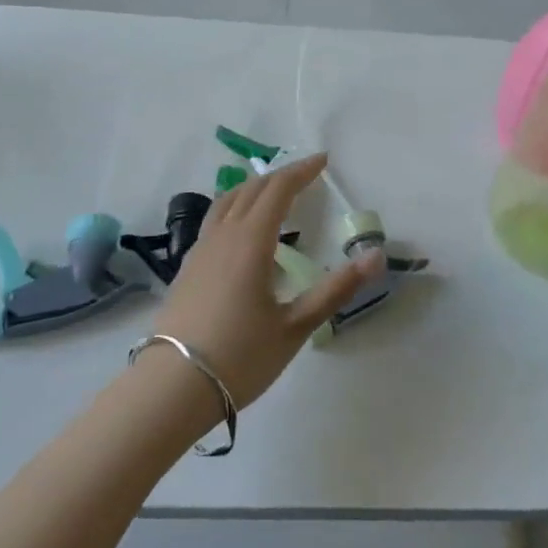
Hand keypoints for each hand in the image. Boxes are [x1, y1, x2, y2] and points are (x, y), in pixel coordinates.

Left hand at [152, 154, 380, 409]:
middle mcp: (223, 234)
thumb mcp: (294, 327)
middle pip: (252, 189)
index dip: (302, 171)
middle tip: (306, 174)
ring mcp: (200, 249)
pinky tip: (241, 230)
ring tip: (273, 191)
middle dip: (281, 176)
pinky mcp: (187, 266)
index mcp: (251, 241)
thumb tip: (376, 257)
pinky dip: (235, 206)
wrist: (172, 387)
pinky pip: (214, 219)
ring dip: (254, 187)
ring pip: (227, 200)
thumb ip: (334, 290)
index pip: (278, 190)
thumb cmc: (240, 356)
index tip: (323, 160)